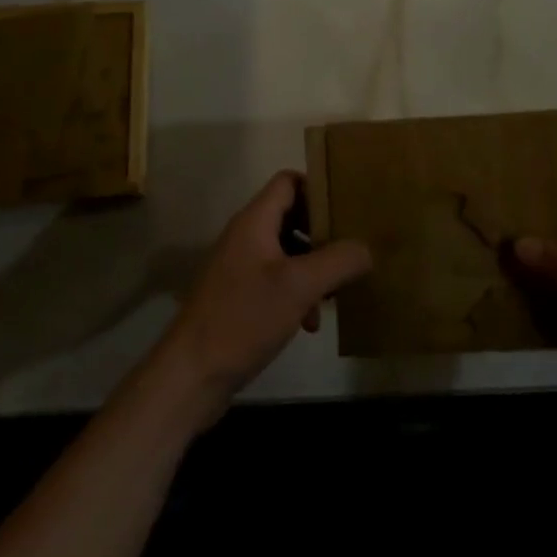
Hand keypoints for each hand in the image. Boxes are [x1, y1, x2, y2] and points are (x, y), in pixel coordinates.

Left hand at [152, 172, 371, 417]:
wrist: (190, 375)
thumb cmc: (244, 318)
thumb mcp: (299, 286)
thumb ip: (337, 262)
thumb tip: (366, 248)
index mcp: (255, 221)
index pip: (289, 181)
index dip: (318, 188)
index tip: (348, 208)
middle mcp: (246, 236)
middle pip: (291, 216)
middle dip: (322, 233)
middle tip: (351, 250)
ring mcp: (240, 267)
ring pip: (287, 252)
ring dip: (313, 268)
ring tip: (336, 293)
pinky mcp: (239, 297)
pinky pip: (276, 280)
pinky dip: (297, 293)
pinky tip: (310, 322)